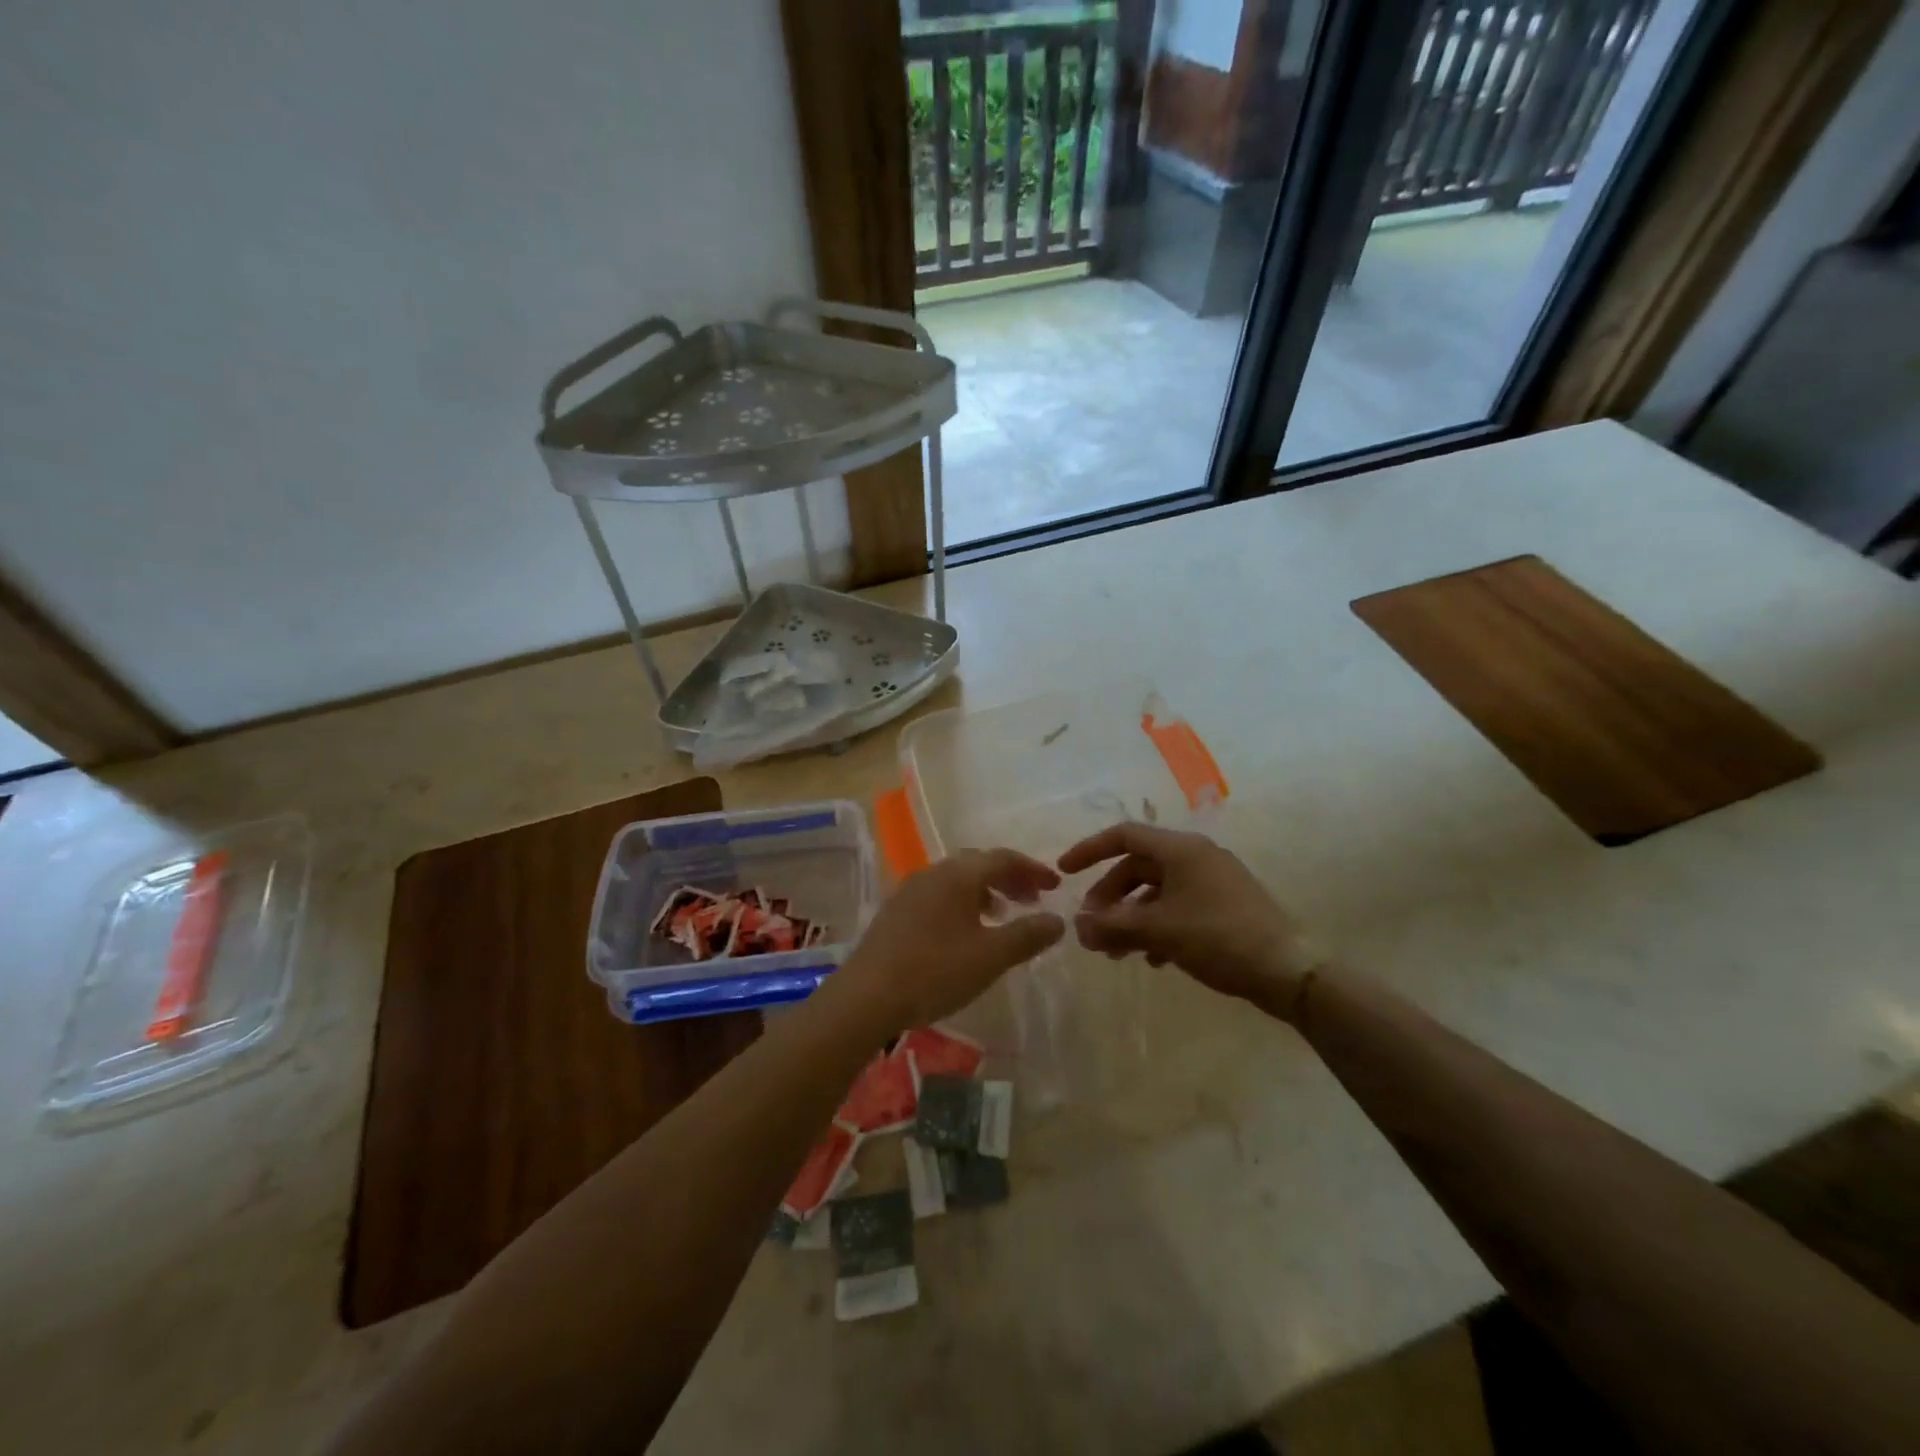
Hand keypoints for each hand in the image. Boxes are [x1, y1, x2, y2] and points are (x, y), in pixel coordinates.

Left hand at [830, 849, 1065, 1037]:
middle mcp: (934, 872)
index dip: (1033, 870)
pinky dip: (963, 903)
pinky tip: (966, 931)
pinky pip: (939, 894)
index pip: (1004, 858)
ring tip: (1003, 916)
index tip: (1055, 886)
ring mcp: (910, 889)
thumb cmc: (935, 971)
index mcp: (958, 874)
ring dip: (986, 891)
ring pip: (957, 879)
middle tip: (1032, 900)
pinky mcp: (896, 911)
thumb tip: (1058, 920)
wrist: (867, 995)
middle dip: (1010, 878)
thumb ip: (1027, 935)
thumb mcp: (991, 956)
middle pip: (979, 864)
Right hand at [1057, 823, 1317, 1017]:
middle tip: (1093, 928)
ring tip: (1116, 952)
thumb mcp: (1158, 931)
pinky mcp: (1225, 907)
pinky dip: (1157, 927)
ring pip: (1157, 892)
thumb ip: (1112, 925)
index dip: (1090, 850)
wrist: (1288, 971)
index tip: (1064, 872)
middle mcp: (1197, 857)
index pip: (1124, 836)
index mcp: (1181, 850)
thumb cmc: (1218, 938)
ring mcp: (1214, 882)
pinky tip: (1152, 959)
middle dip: (1110, 897)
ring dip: (1131, 917)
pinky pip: (1179, 907)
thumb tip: (1077, 926)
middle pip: (1138, 867)